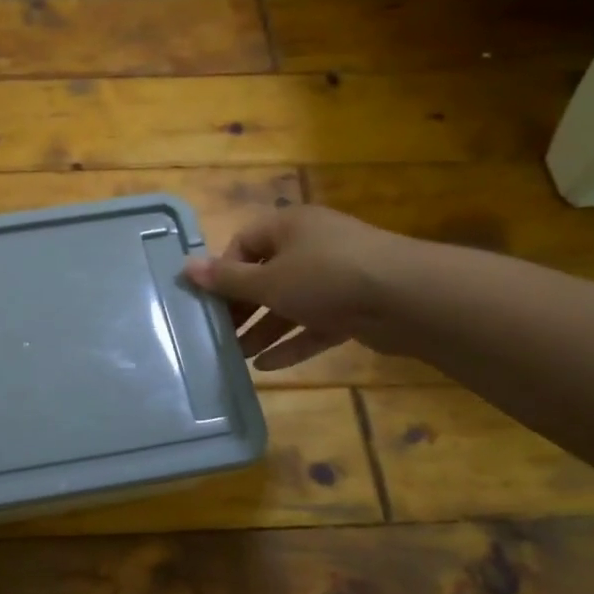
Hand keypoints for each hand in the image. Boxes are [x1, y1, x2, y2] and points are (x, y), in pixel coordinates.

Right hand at [183, 205, 413, 369]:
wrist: (408, 298)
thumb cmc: (325, 277)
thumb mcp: (267, 281)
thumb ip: (227, 279)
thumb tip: (184, 267)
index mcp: (289, 227)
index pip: (245, 243)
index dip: (224, 270)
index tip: (208, 300)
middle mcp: (312, 246)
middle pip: (266, 275)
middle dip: (242, 307)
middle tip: (219, 333)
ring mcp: (336, 277)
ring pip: (290, 303)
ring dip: (264, 329)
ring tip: (237, 356)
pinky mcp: (355, 306)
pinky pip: (315, 324)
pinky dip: (293, 342)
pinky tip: (268, 367)